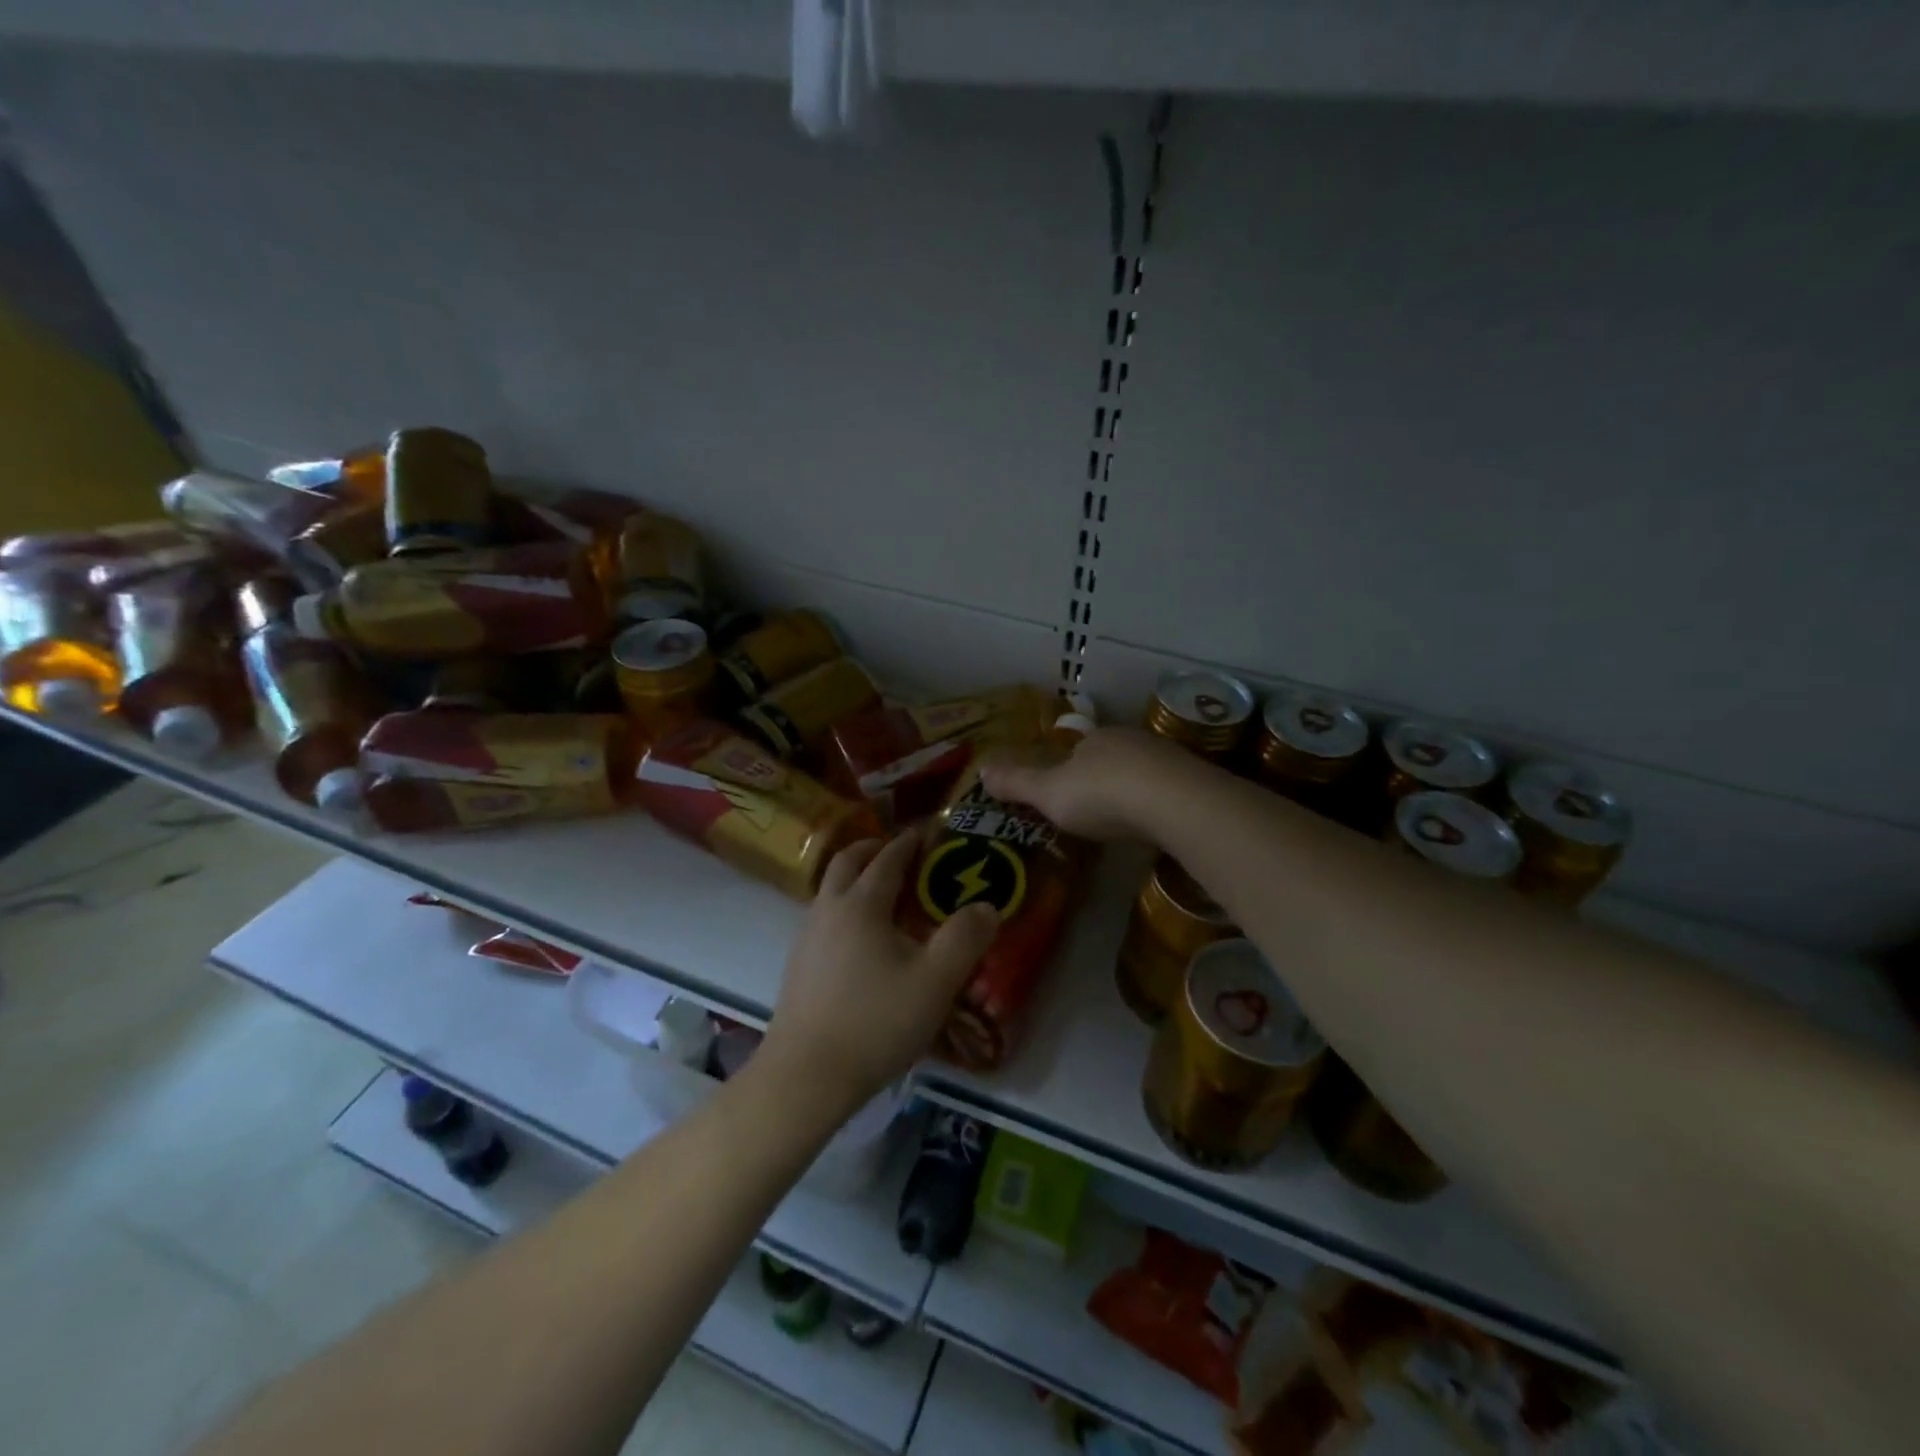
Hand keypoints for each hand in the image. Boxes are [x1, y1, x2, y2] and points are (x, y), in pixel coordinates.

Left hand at [760, 832, 999, 1117]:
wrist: (805, 1077)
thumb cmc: (876, 1023)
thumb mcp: (935, 982)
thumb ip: (965, 939)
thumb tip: (987, 906)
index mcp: (862, 905)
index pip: (887, 859)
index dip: (908, 843)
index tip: (926, 832)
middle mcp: (829, 910)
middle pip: (847, 862)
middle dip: (873, 848)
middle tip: (900, 851)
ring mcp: (807, 937)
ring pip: (830, 888)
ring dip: (855, 876)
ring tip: (884, 892)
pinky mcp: (798, 964)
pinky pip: (824, 915)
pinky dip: (844, 905)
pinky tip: (862, 937)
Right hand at [979, 726, 1194, 842]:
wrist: (1175, 803)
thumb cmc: (1102, 795)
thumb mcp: (1049, 793)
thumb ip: (1017, 783)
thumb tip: (980, 769)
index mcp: (1095, 739)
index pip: (1078, 749)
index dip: (1069, 770)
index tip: (1065, 795)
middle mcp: (1131, 740)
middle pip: (1111, 759)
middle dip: (1104, 780)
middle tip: (1096, 812)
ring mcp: (1167, 758)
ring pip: (1143, 772)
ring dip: (1134, 792)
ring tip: (1127, 822)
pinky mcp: (1195, 780)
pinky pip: (1170, 790)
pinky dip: (1160, 804)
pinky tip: (1158, 825)